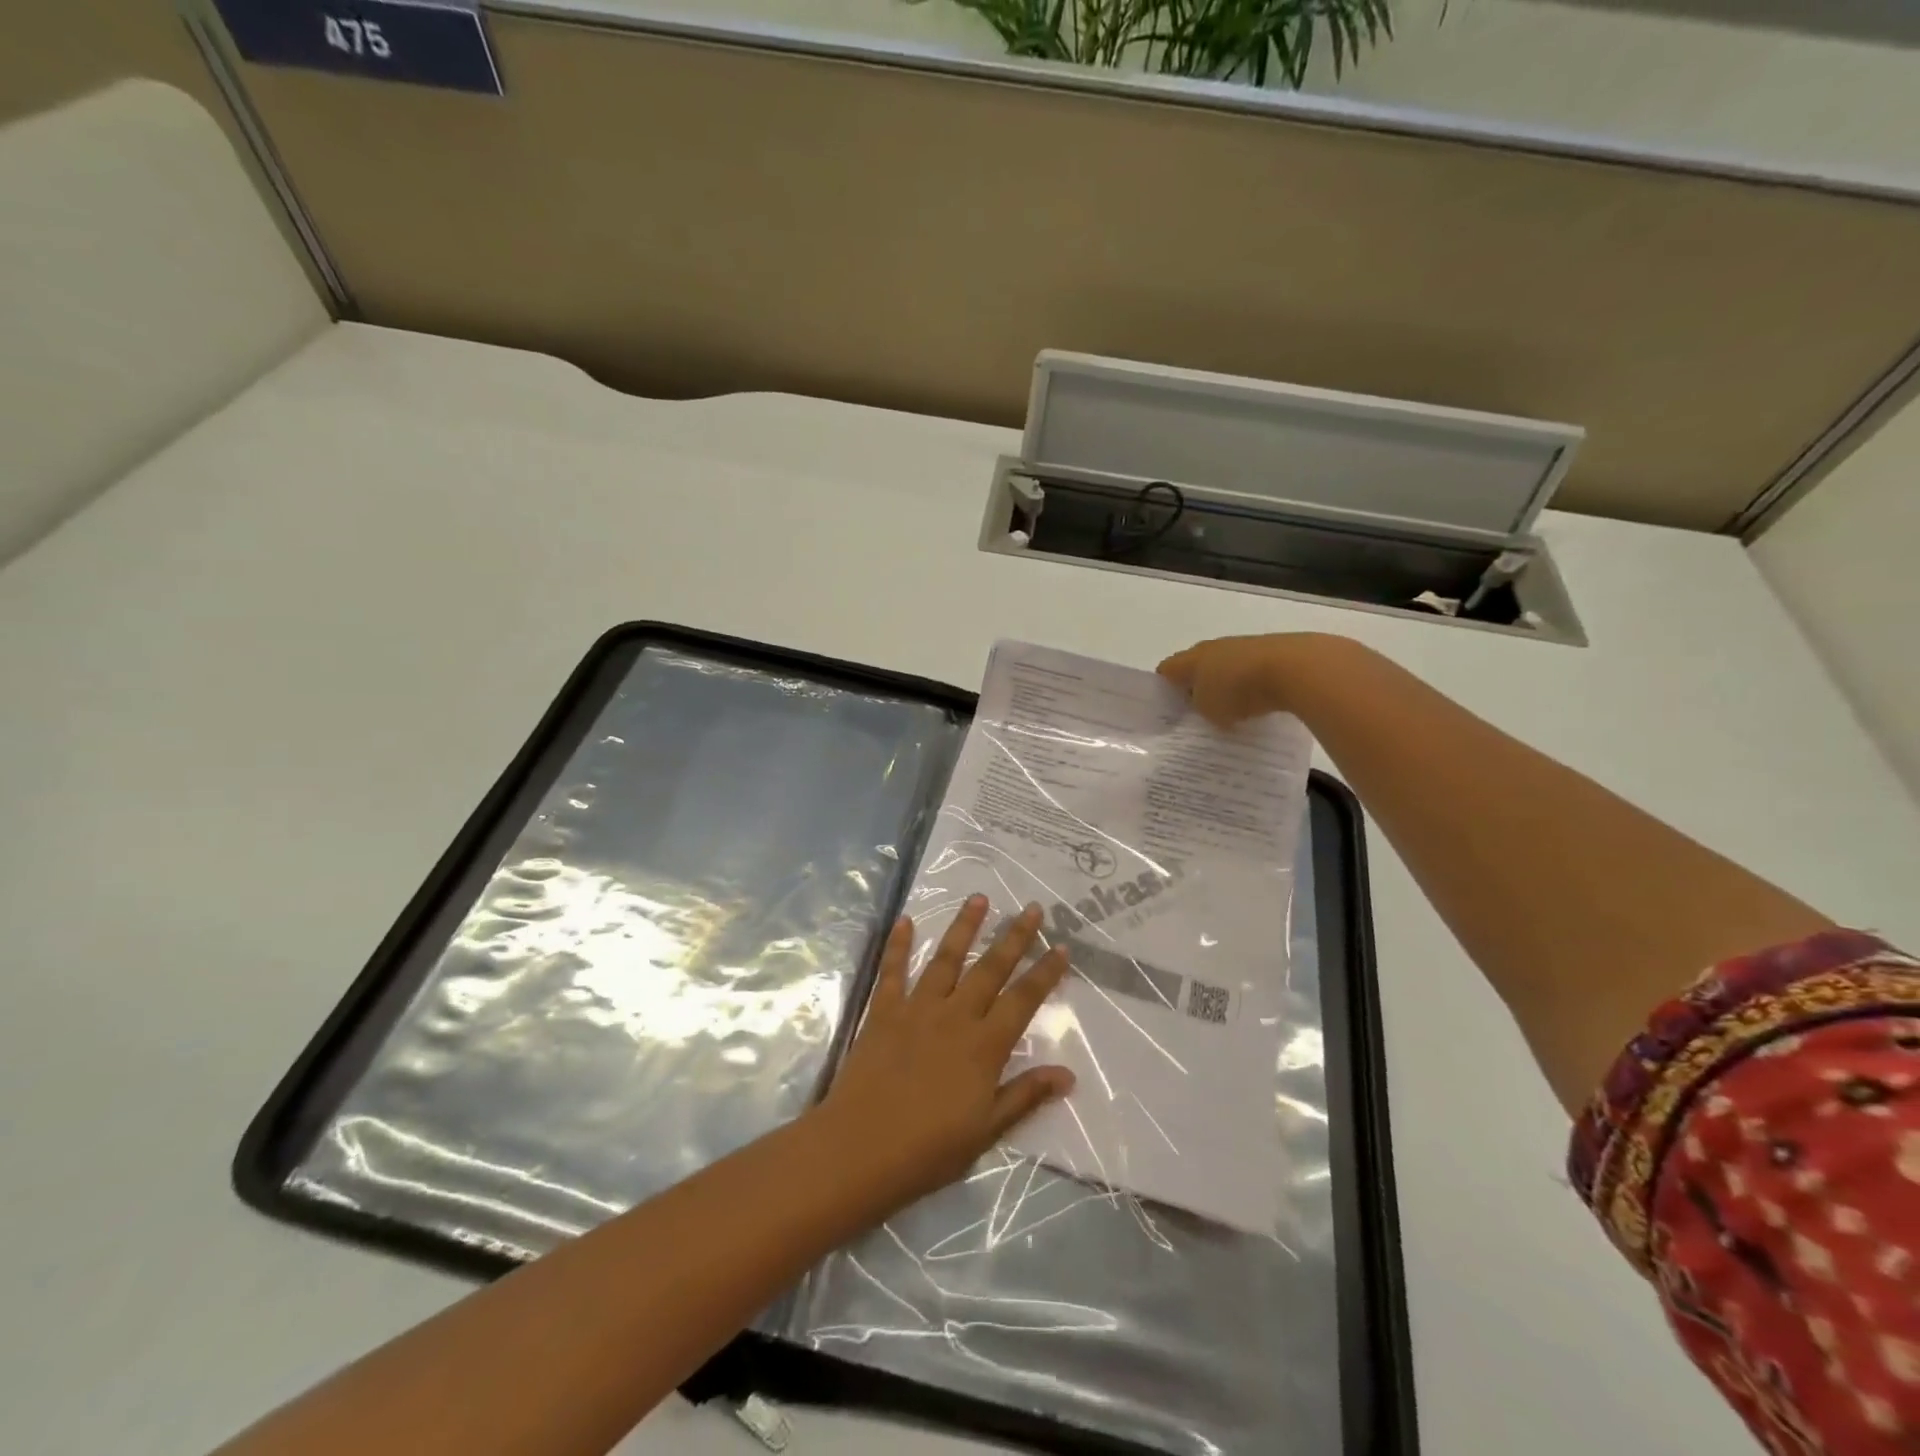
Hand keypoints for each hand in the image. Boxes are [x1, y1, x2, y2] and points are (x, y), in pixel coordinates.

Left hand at [816, 896, 1073, 1205]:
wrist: (860, 1149)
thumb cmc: (928, 1149)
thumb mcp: (986, 1130)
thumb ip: (1025, 1095)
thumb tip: (1068, 1074)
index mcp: (984, 1046)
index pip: (1023, 1000)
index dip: (1045, 973)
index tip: (1062, 947)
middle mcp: (955, 1016)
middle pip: (990, 969)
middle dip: (1014, 937)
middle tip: (1032, 908)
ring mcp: (917, 1009)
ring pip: (946, 959)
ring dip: (964, 927)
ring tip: (979, 898)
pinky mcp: (883, 1012)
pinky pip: (893, 971)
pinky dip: (899, 945)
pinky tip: (905, 920)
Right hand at [1158, 632, 1348, 726]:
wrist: (1293, 668)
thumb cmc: (1238, 689)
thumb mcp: (1208, 709)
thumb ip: (1199, 707)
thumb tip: (1205, 704)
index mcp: (1190, 659)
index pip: (1166, 670)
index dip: (1163, 689)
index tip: (1168, 710)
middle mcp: (1212, 648)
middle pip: (1196, 667)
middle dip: (1196, 687)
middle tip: (1199, 713)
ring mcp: (1243, 646)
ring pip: (1225, 667)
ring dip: (1226, 686)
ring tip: (1232, 712)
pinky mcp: (1270, 652)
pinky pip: (1251, 671)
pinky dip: (1252, 687)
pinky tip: (1258, 704)